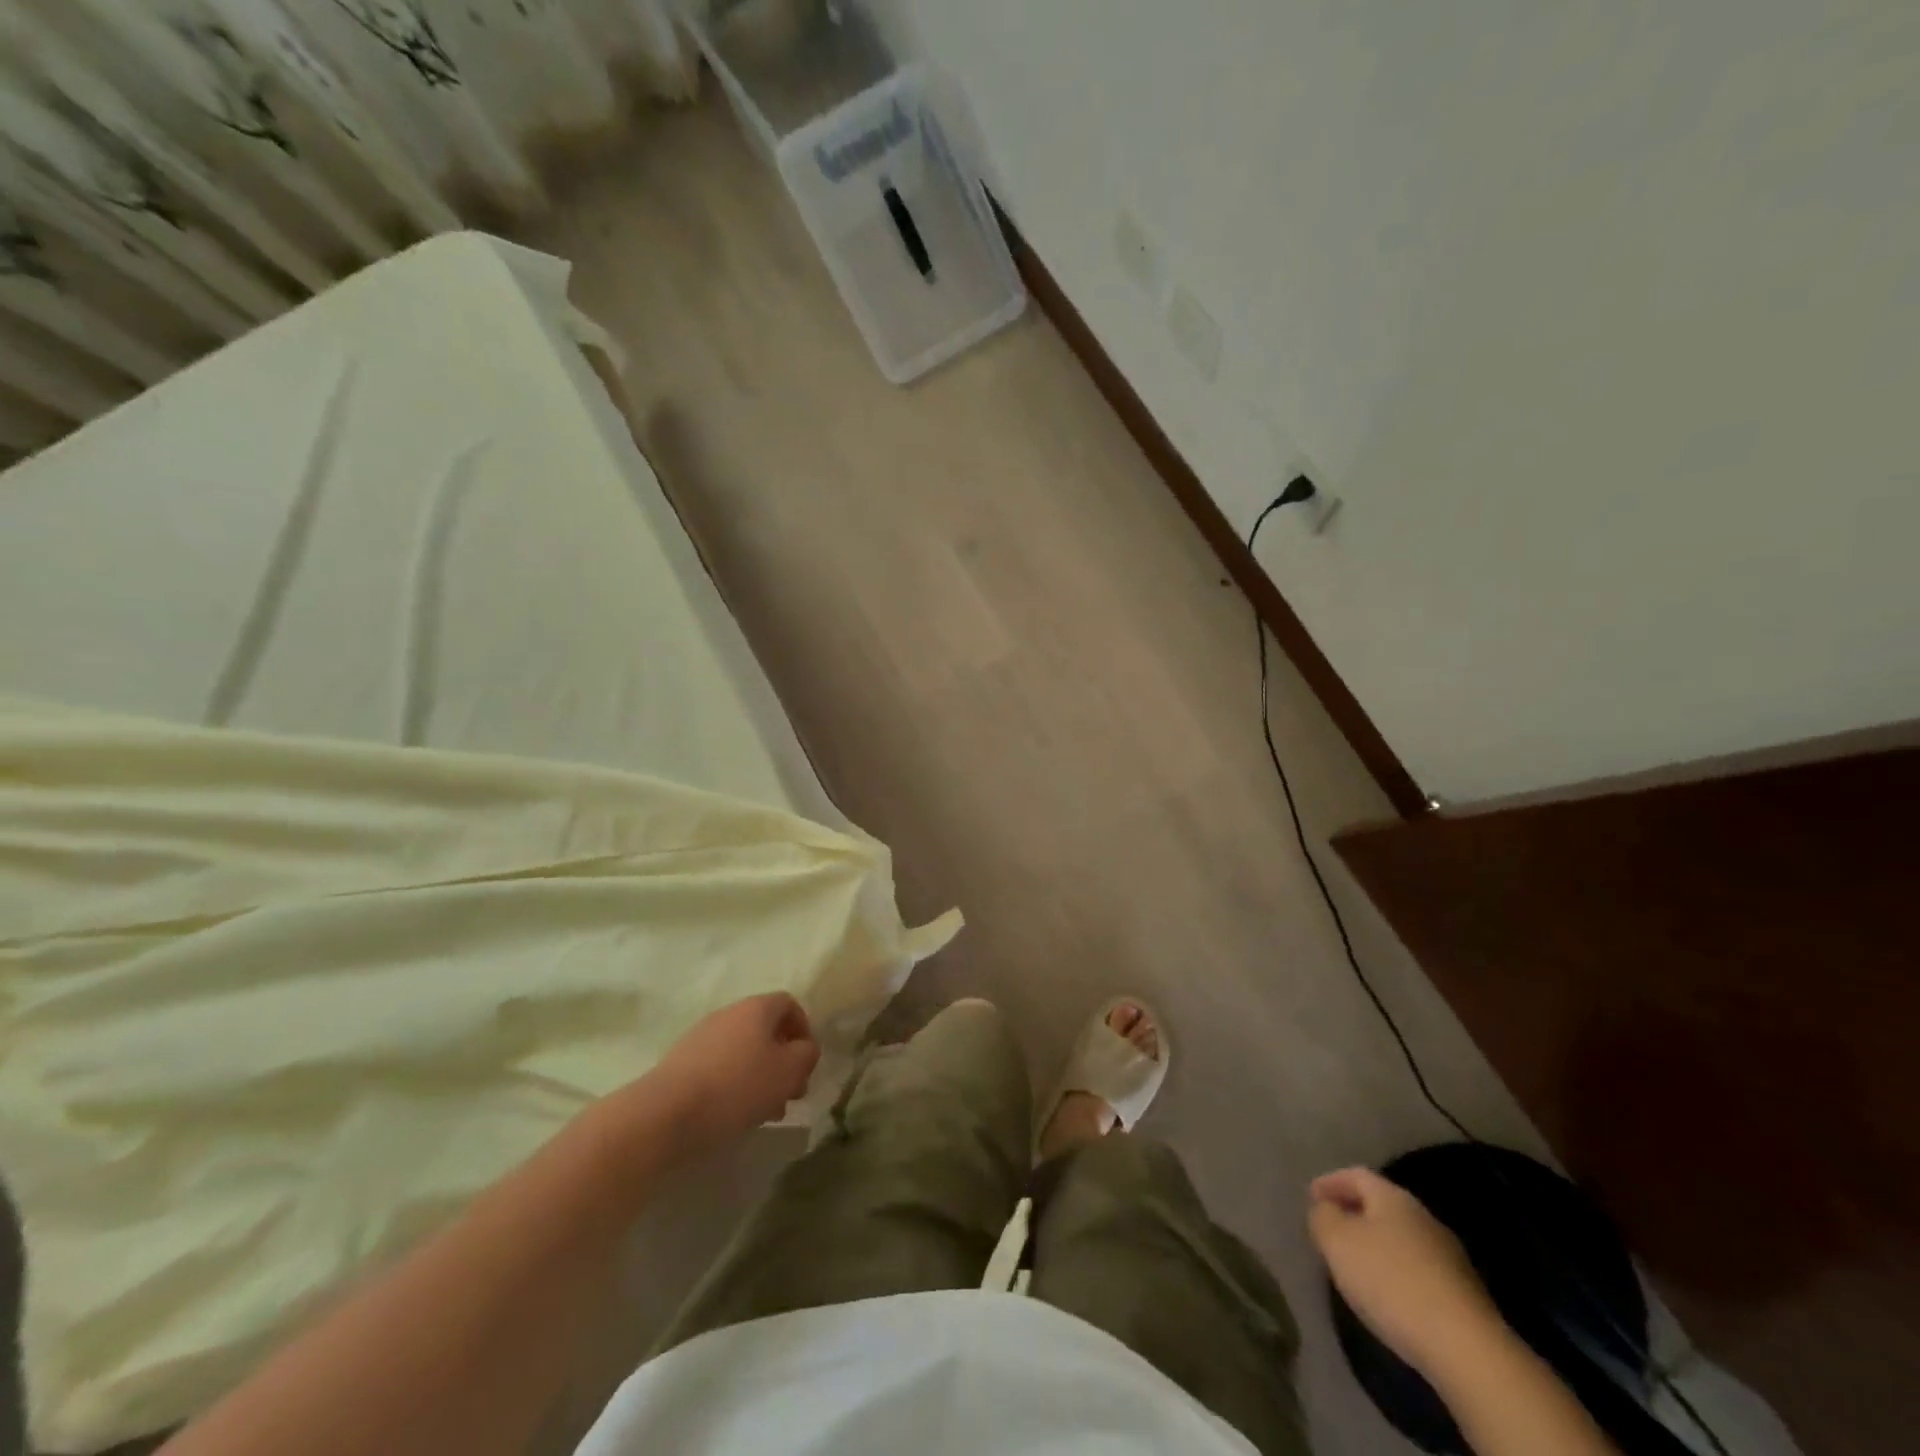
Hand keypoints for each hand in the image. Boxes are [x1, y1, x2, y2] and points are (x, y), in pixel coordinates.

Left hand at [648, 993, 820, 1151]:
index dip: (804, 1030)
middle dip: (783, 1061)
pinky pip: (720, 1068)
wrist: (666, 1113)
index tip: (806, 1062)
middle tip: (791, 1093)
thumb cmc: (737, 1086)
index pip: (789, 1004)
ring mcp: (702, 1037)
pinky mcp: (682, 1063)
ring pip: (744, 1052)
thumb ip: (806, 1054)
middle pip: (766, 1030)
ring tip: (766, 1112)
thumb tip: (804, 1049)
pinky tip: (736, 1115)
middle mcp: (729, 1014)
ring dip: (761, 1077)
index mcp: (756, 1007)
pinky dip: (735, 1086)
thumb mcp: (788, 1070)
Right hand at [1308, 1166, 1503, 1378]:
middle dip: (1354, 1213)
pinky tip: (1386, 1295)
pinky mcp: (1463, 1296)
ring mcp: (1449, 1258)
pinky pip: (1417, 1270)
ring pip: (1401, 1239)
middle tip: (1330, 1229)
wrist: (1466, 1349)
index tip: (1310, 1197)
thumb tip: (1326, 1210)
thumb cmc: (1391, 1282)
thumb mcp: (1337, 1242)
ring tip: (1354, 1265)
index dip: (1330, 1182)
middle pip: (1381, 1205)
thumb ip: (1323, 1217)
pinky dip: (1395, 1273)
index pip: (1356, 1175)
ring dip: (1375, 1245)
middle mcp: (1424, 1218)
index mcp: (1393, 1198)